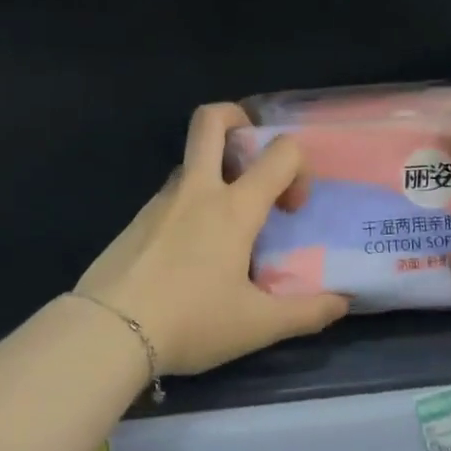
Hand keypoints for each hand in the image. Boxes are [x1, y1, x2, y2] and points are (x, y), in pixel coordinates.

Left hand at [77, 103, 349, 374]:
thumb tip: (342, 303)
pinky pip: (172, 196)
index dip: (299, 167)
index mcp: (233, 207)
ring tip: (225, 228)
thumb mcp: (257, 325)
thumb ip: (306, 314)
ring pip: (192, 163)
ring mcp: (160, 201)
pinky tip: (190, 255)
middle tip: (252, 152)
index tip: (292, 208)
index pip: (280, 152)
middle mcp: (197, 190)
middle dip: (237, 118)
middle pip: (211, 120)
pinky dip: (190, 207)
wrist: (107, 332)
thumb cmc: (191, 321)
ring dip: (215, 175)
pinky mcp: (136, 220)